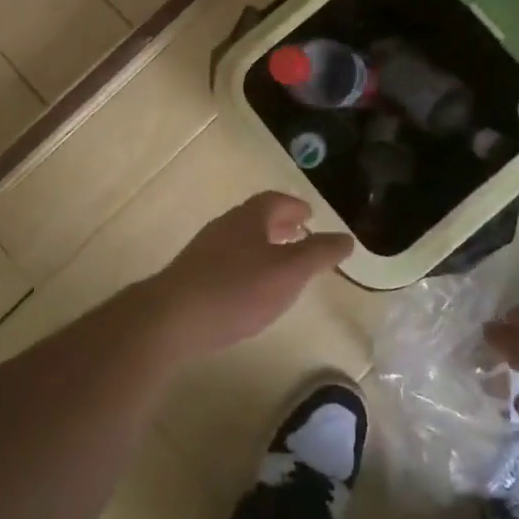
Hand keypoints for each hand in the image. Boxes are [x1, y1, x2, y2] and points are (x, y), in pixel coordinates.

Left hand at [142, 193, 352, 360]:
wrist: (172, 318)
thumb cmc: (237, 290)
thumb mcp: (288, 273)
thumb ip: (318, 254)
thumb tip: (346, 238)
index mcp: (248, 218)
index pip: (274, 200)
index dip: (294, 206)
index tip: (309, 216)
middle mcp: (224, 226)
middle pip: (256, 218)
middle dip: (280, 224)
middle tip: (299, 234)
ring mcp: (204, 251)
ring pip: (241, 239)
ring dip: (263, 245)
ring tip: (280, 263)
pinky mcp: (192, 276)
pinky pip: (227, 261)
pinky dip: (246, 265)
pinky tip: (250, 289)